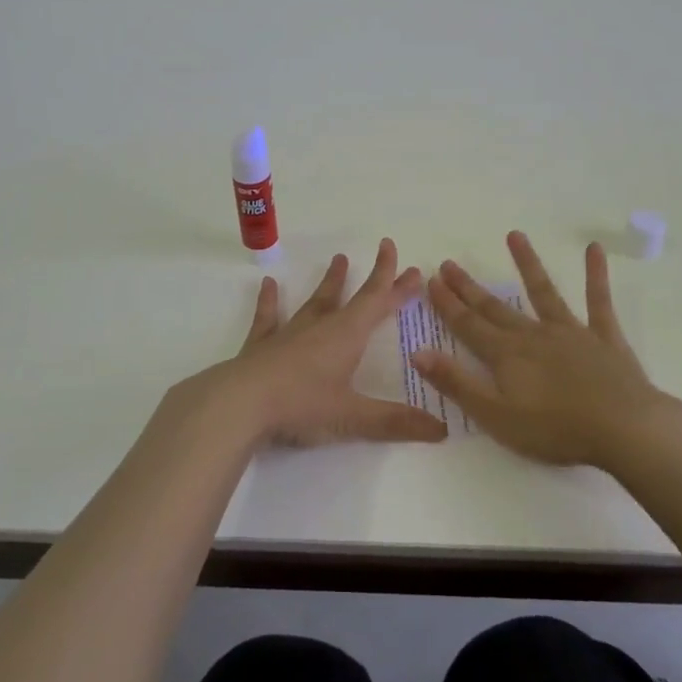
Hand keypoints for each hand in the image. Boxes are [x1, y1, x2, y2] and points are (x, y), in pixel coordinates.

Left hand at [176, 238, 448, 451]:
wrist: (239, 403)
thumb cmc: (301, 405)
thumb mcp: (352, 417)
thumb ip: (395, 422)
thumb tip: (442, 430)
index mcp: (346, 336)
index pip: (378, 303)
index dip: (396, 284)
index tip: (413, 266)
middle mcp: (320, 327)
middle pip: (353, 297)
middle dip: (374, 278)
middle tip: (384, 251)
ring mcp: (289, 333)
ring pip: (315, 301)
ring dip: (329, 282)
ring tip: (338, 259)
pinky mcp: (261, 345)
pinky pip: (268, 317)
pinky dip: (269, 301)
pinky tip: (268, 284)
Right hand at [411, 231, 674, 467]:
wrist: (623, 428)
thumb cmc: (555, 429)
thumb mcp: (495, 415)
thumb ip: (456, 383)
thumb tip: (417, 352)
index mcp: (506, 355)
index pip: (467, 325)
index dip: (447, 304)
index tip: (431, 280)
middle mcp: (533, 334)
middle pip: (495, 307)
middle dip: (469, 287)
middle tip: (449, 263)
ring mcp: (570, 332)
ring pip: (543, 292)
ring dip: (527, 263)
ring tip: (514, 235)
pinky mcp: (603, 337)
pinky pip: (598, 301)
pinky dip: (595, 274)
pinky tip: (594, 249)